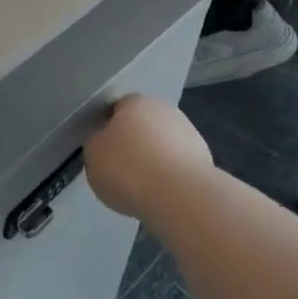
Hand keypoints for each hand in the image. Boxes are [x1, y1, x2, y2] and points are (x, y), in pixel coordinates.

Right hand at [84, 95, 213, 222]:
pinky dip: (168, 177)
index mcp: (136, 101)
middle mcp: (166, 110)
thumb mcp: (92, 155)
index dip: (106, 128)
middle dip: (133, 143)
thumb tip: (106, 143)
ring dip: (153, 160)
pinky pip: (177, 167)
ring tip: (140, 187)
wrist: (179, 196)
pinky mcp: (205, 161)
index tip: (101, 149)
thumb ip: (97, 144)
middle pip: (143, 125)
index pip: (116, 108)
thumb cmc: (127, 168)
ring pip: (162, 145)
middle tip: (119, 168)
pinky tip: (160, 195)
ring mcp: (190, 134)